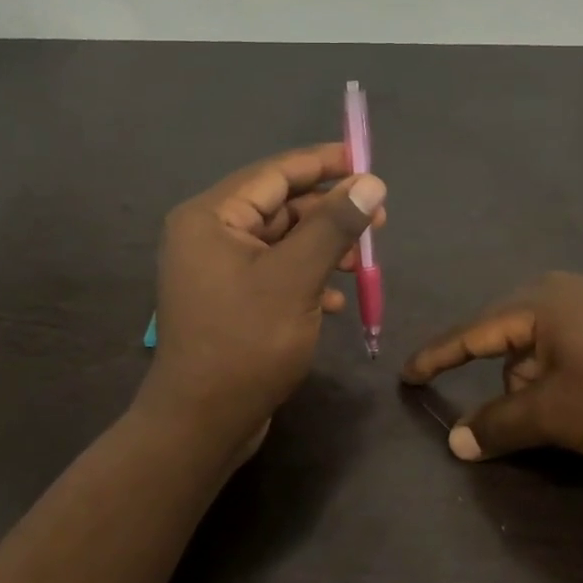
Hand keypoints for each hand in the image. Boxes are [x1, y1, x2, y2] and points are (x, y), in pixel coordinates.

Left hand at [138, 144, 386, 456]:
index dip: (322, 164)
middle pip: (278, 208)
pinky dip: (305, 280)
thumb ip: (333, 226)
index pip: (274, 173)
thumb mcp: (296, 278)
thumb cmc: (247, 343)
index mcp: (210, 217)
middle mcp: (207, 236)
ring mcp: (215, 272)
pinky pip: (273, 275)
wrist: (202, 421)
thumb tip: (370, 183)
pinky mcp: (228, 303)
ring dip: (322, 249)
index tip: (366, 162)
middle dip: (328, 212)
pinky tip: (335, 301)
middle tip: (379, 220)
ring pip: (280, 244)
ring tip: (362, 262)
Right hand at [401, 273, 582, 467]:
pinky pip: (579, 349)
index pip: (471, 333)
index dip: (436, 357)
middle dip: (505, 383)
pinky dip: (570, 378)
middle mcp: (569, 291)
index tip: (407, 375)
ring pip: (546, 348)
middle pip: (510, 341)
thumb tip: (455, 442)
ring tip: (568, 418)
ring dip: (540, 384)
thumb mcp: (556, 414)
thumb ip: (499, 425)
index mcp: (541, 302)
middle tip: (518, 421)